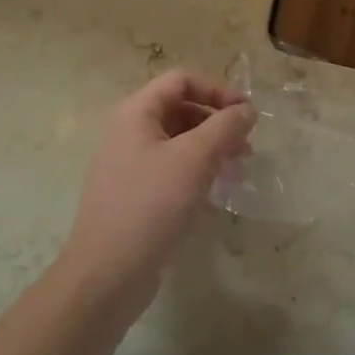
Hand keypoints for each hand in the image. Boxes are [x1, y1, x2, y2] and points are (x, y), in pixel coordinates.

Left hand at [56, 71, 255, 314]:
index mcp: (135, 113)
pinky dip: (197, 171)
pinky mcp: (134, 193)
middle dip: (217, 122)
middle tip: (247, 147)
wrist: (106, 274)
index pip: (182, 80)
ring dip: (212, 148)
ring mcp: (129, 163)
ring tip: (239, 170)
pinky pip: (171, 168)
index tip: (247, 113)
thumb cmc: (150, 206)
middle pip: (180, 108)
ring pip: (179, 140)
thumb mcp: (195, 159)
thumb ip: (225, 127)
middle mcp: (128, 131)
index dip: (218, 90)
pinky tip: (218, 191)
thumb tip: (246, 110)